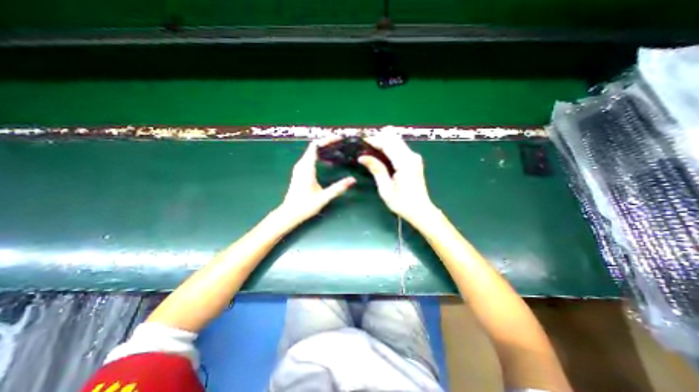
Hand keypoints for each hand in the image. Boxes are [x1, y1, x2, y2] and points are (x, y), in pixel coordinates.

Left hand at [277, 136, 354, 223]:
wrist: (289, 213)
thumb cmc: (305, 205)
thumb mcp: (323, 197)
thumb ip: (338, 188)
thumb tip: (353, 180)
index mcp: (306, 168)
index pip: (315, 146)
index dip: (326, 140)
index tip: (338, 139)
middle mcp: (301, 165)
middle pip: (314, 147)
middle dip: (327, 143)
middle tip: (341, 144)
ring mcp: (299, 168)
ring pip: (312, 152)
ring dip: (323, 149)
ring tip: (337, 150)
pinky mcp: (300, 172)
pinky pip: (310, 158)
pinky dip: (320, 156)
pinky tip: (329, 161)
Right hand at [360, 132, 435, 224]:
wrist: (420, 210)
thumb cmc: (402, 203)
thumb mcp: (385, 189)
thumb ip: (376, 170)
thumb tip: (362, 157)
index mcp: (404, 163)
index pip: (388, 143)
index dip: (374, 140)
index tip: (361, 141)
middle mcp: (411, 156)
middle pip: (393, 138)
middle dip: (378, 138)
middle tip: (364, 145)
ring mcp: (414, 157)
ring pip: (397, 141)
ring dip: (384, 141)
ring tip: (370, 148)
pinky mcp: (414, 161)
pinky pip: (400, 147)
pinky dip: (389, 147)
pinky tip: (381, 153)